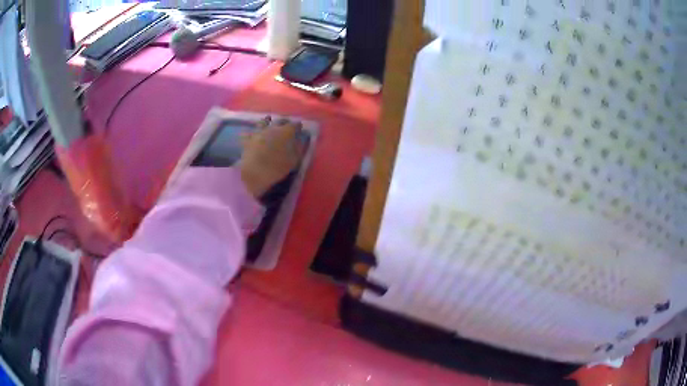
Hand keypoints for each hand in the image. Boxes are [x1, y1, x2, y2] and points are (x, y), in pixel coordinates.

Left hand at [238, 117, 305, 197]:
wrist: (254, 172)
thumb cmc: (277, 167)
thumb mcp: (293, 161)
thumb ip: (298, 149)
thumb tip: (299, 142)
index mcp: (286, 132)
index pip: (295, 125)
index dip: (298, 127)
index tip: (299, 129)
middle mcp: (272, 128)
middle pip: (280, 120)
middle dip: (284, 122)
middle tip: (286, 127)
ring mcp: (259, 132)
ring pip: (264, 122)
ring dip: (267, 123)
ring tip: (268, 126)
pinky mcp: (248, 139)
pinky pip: (250, 133)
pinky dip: (252, 133)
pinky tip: (252, 136)